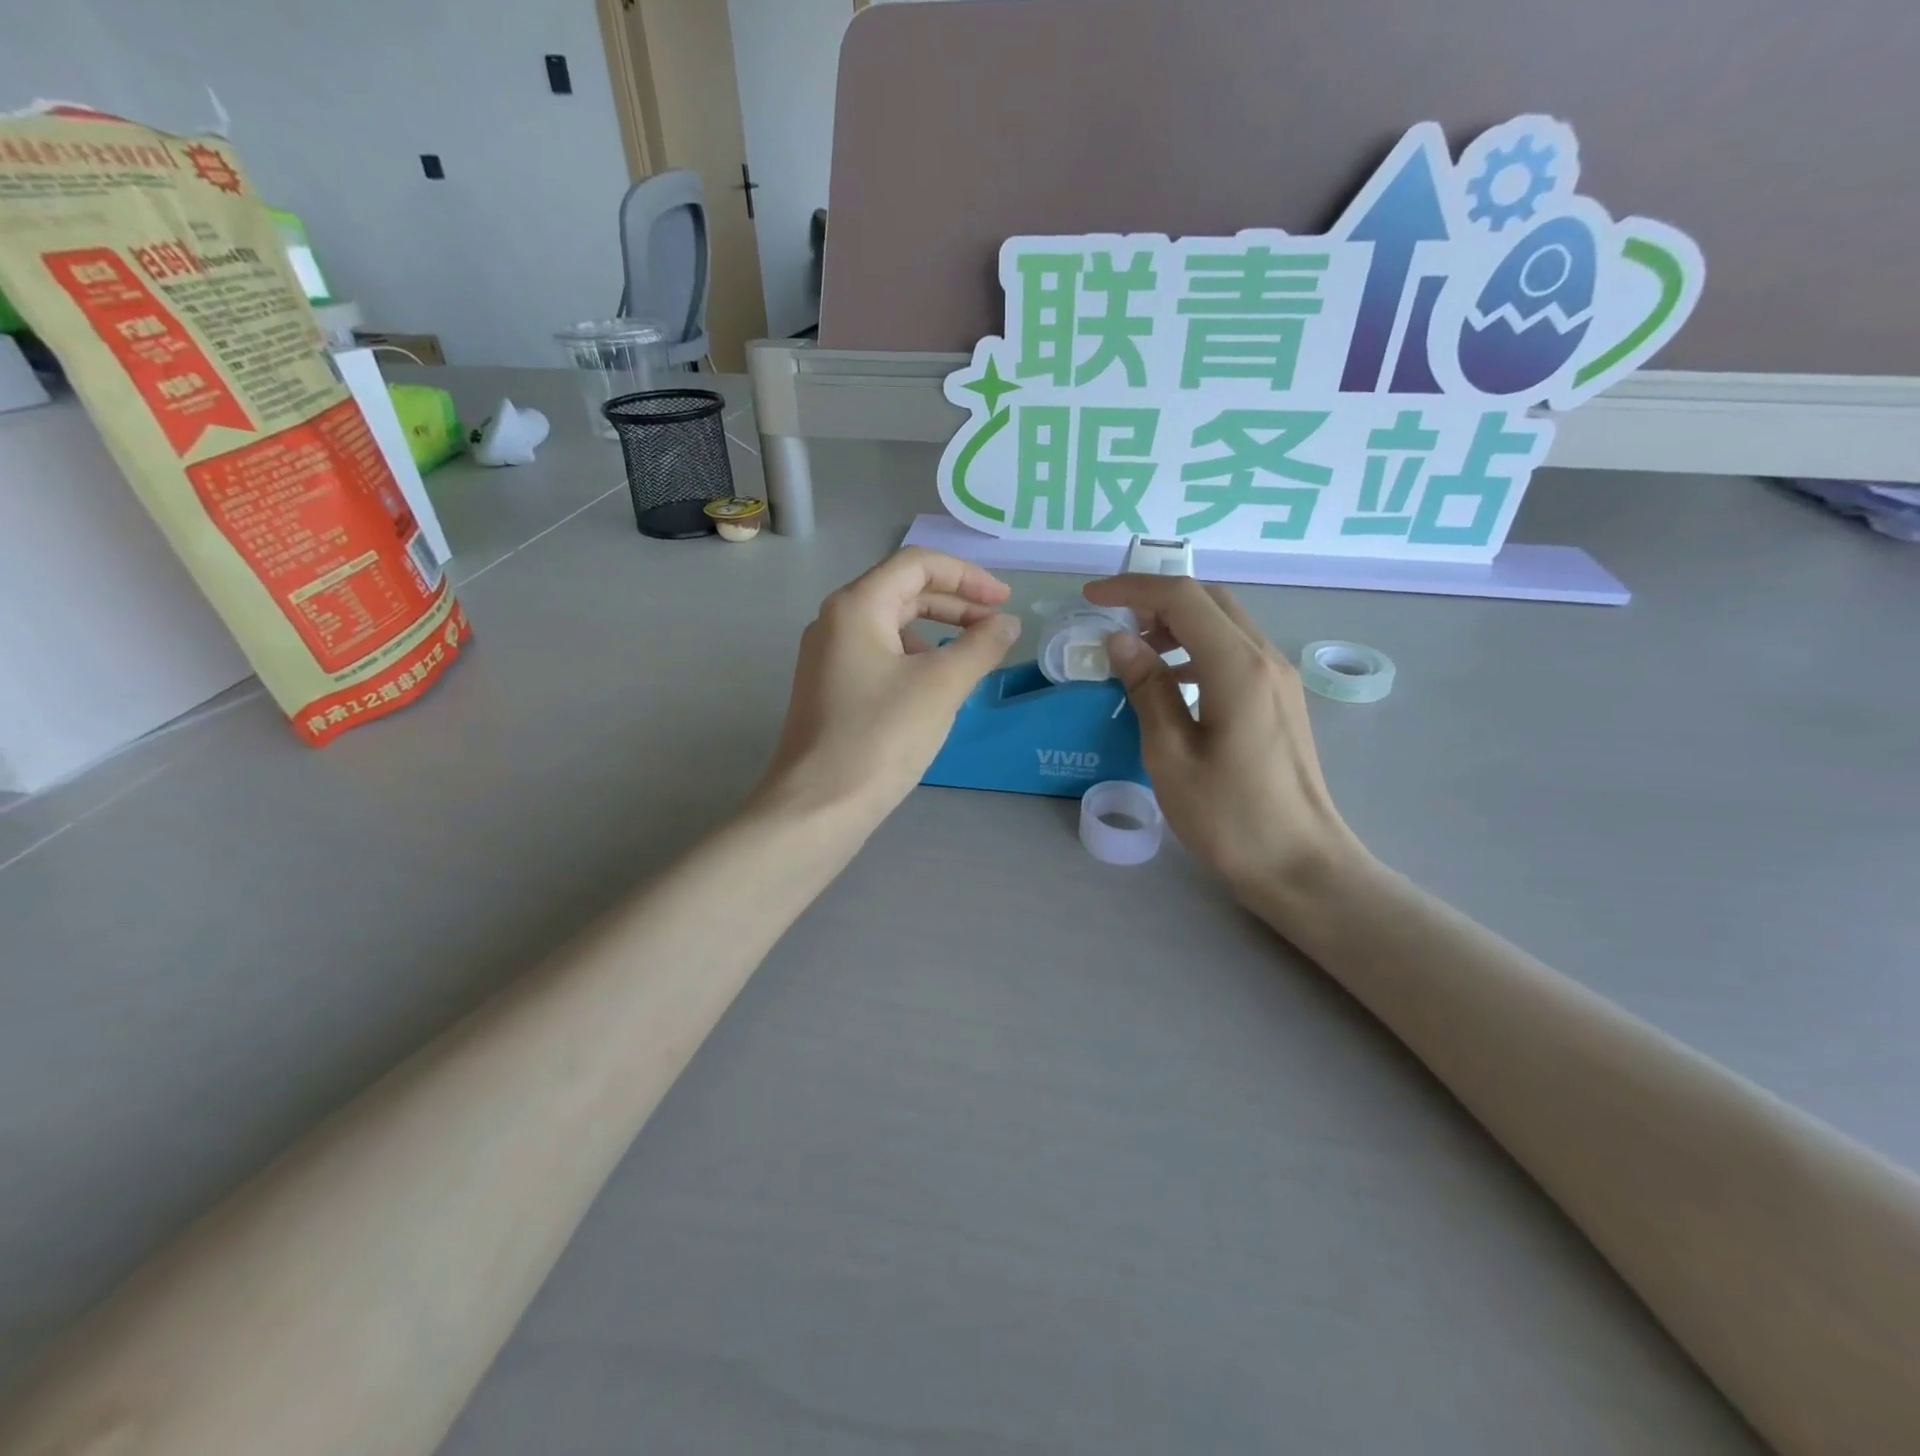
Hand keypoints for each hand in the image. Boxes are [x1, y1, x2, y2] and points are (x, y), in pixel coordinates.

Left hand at [758, 548, 1021, 826]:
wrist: (818, 806)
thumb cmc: (880, 737)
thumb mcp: (941, 686)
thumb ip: (980, 647)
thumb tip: (1006, 624)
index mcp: (856, 606)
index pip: (917, 565)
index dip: (967, 576)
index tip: (1003, 602)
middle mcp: (835, 622)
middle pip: (903, 592)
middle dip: (955, 604)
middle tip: (996, 627)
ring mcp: (829, 658)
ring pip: (892, 627)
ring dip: (937, 633)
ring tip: (972, 660)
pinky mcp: (831, 690)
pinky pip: (880, 657)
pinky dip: (915, 660)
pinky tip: (936, 689)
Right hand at [1082, 574, 1363, 898]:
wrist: (1300, 864)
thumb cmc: (1229, 816)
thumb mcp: (1171, 754)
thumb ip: (1147, 688)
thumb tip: (1120, 640)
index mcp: (1237, 666)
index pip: (1182, 598)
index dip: (1132, 589)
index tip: (1091, 596)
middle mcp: (1265, 658)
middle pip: (1210, 600)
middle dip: (1157, 599)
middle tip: (1114, 622)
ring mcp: (1279, 678)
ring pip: (1225, 622)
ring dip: (1179, 623)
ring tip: (1137, 651)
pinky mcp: (1281, 699)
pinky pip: (1236, 650)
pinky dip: (1199, 647)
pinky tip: (1173, 681)